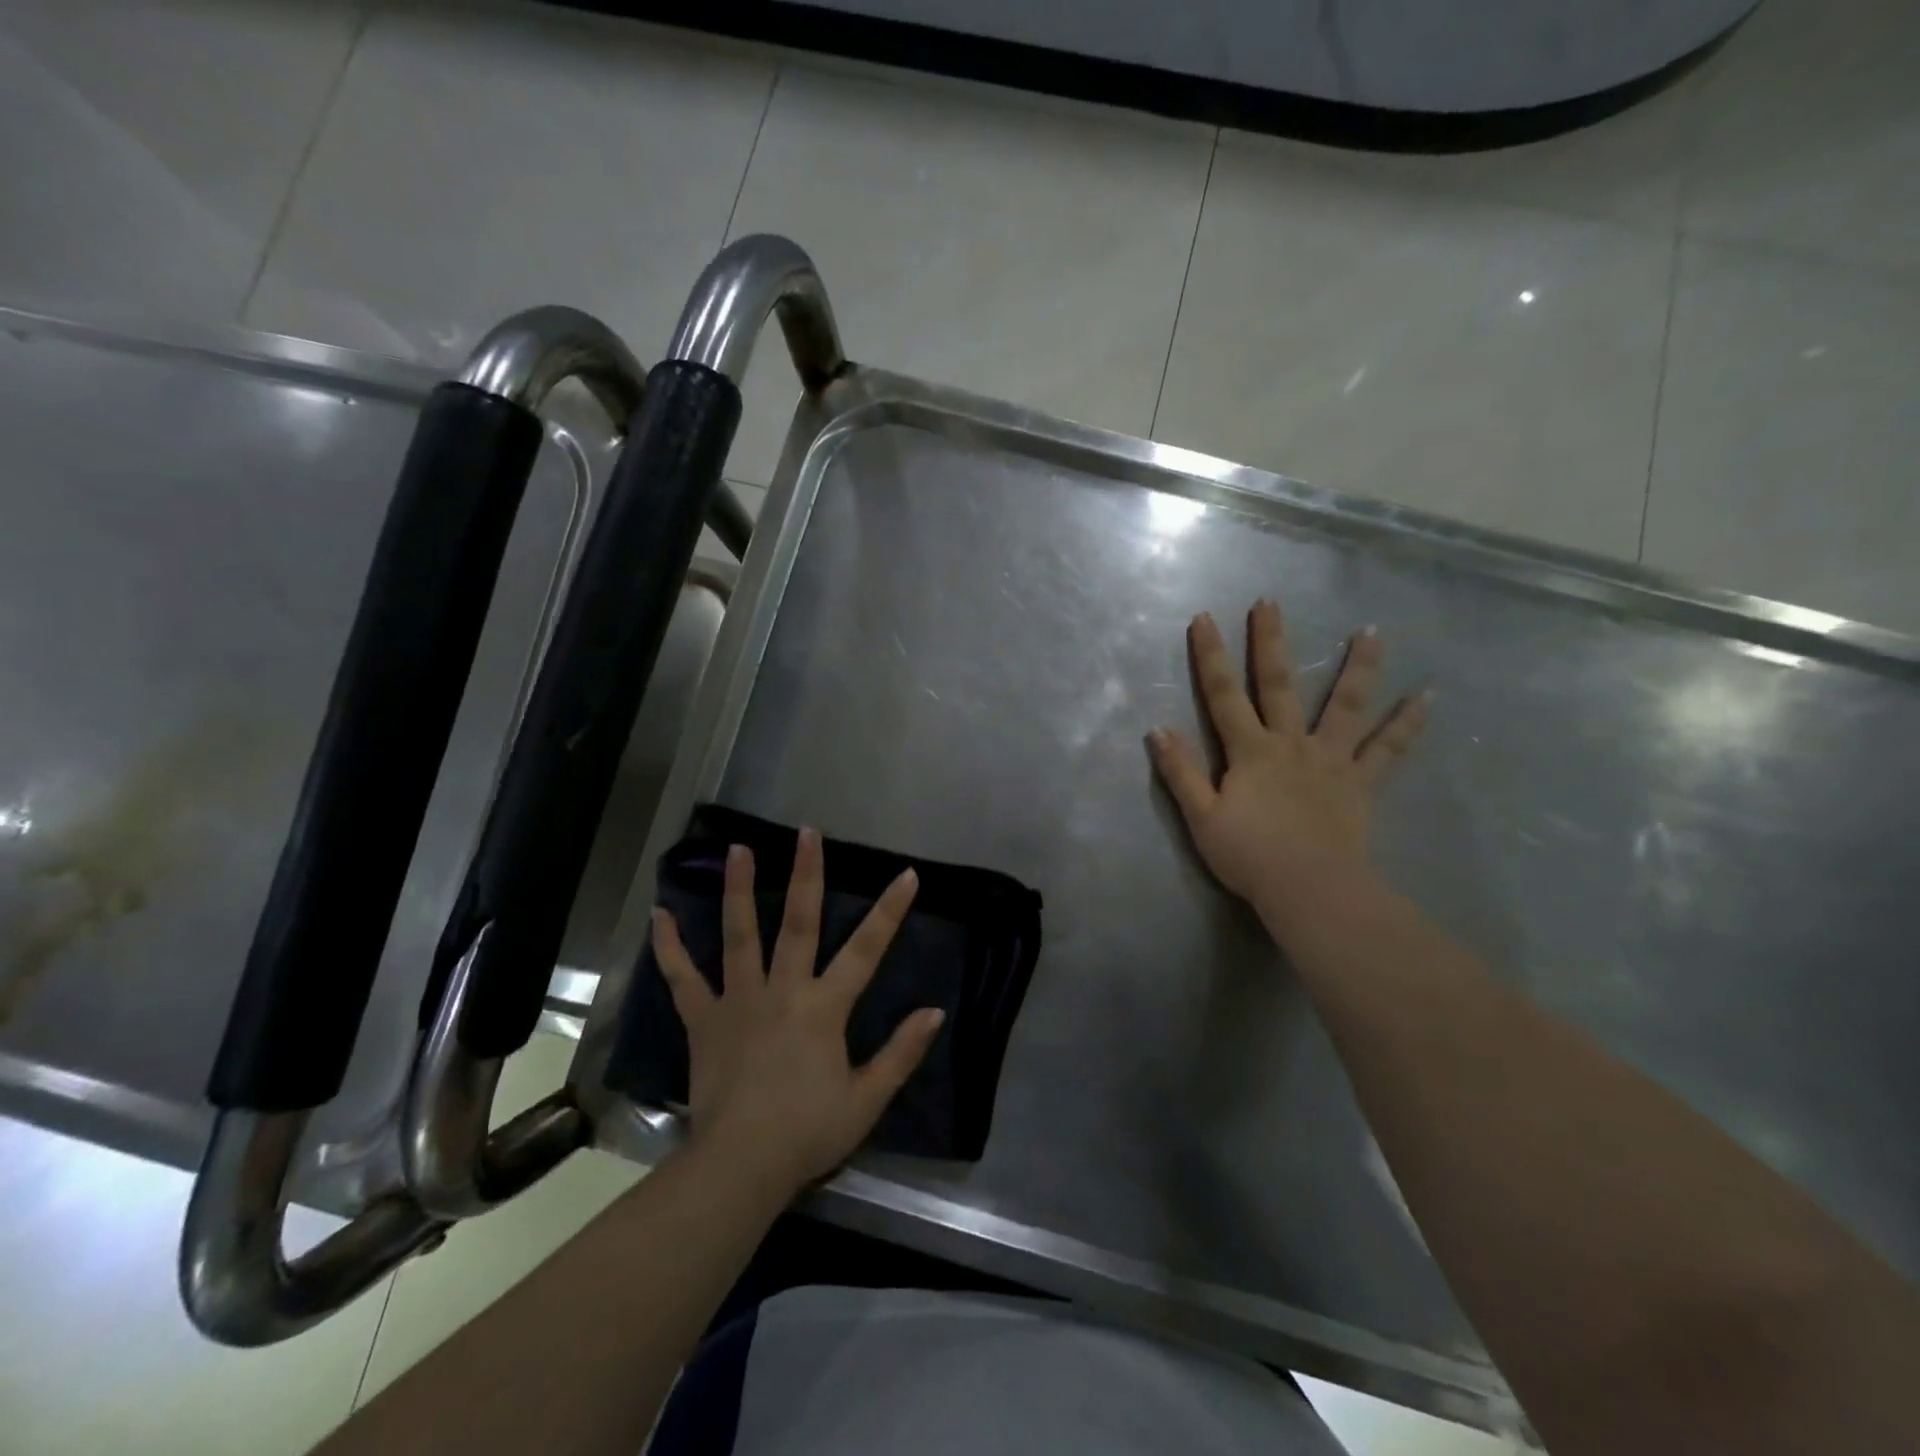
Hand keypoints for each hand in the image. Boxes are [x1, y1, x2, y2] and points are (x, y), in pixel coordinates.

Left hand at [650, 829, 943, 1197]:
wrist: (739, 1166)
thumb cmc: (808, 1132)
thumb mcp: (867, 1099)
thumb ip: (901, 1052)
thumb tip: (935, 1011)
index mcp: (825, 1007)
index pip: (867, 949)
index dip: (890, 911)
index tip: (907, 874)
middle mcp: (783, 989)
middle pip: (799, 922)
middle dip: (806, 874)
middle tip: (806, 832)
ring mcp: (739, 1000)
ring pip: (739, 935)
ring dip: (738, 890)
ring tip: (736, 849)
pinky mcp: (704, 1020)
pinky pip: (683, 978)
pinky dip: (669, 947)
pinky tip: (658, 916)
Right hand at [1147, 600, 1426, 929]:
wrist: (1309, 889)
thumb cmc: (1249, 856)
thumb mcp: (1201, 817)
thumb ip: (1181, 772)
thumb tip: (1157, 730)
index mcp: (1249, 751)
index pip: (1222, 695)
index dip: (1211, 656)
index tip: (1205, 618)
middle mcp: (1290, 744)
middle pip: (1278, 685)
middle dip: (1271, 642)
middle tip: (1270, 603)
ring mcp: (1330, 760)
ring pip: (1345, 706)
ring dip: (1358, 667)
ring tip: (1372, 632)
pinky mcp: (1360, 783)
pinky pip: (1387, 750)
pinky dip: (1407, 724)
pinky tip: (1427, 698)